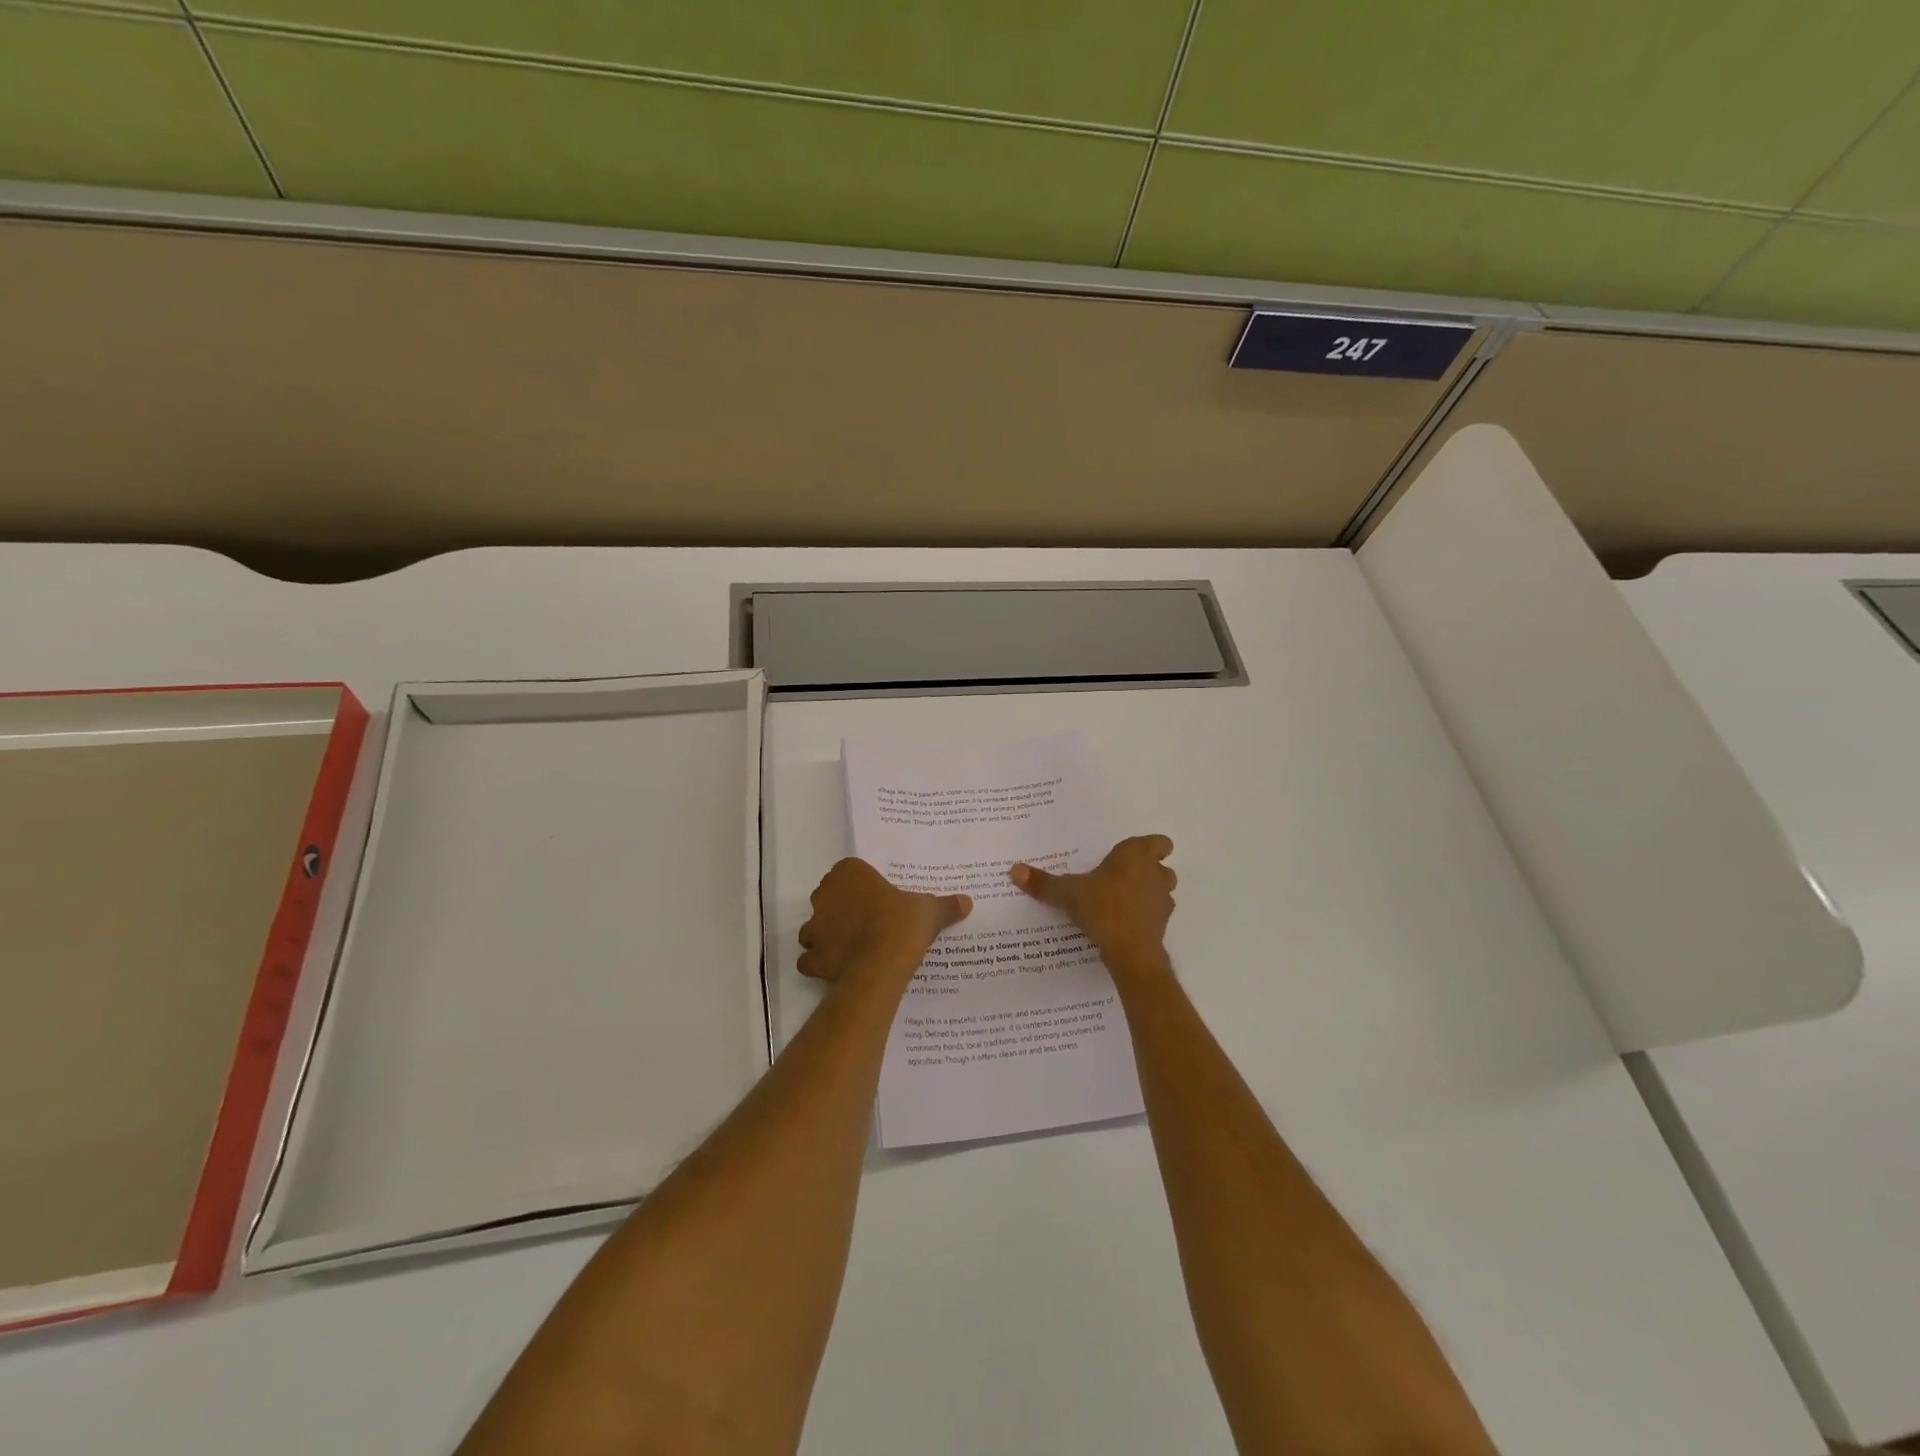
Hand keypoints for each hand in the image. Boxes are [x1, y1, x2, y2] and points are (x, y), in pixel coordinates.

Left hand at [798, 858, 971, 987]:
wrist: (882, 963)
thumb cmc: (903, 924)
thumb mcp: (929, 909)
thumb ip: (945, 904)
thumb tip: (967, 901)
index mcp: (849, 873)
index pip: (848, 871)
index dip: (860, 884)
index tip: (875, 897)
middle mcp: (825, 895)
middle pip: (828, 897)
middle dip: (841, 907)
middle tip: (867, 921)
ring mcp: (815, 927)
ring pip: (814, 927)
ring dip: (826, 935)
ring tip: (851, 946)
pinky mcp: (812, 957)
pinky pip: (810, 959)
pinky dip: (819, 964)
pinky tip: (837, 968)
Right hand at [1011, 835, 1175, 973]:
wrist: (1131, 951)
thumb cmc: (1104, 908)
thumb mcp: (1068, 893)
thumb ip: (1044, 882)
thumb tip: (1014, 870)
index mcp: (1136, 856)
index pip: (1159, 842)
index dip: (1151, 847)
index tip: (1132, 855)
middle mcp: (1155, 874)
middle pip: (1161, 867)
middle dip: (1146, 871)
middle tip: (1120, 877)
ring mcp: (1162, 901)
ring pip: (1161, 891)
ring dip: (1147, 893)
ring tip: (1120, 901)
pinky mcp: (1162, 926)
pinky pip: (1155, 915)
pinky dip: (1144, 917)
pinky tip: (1122, 924)